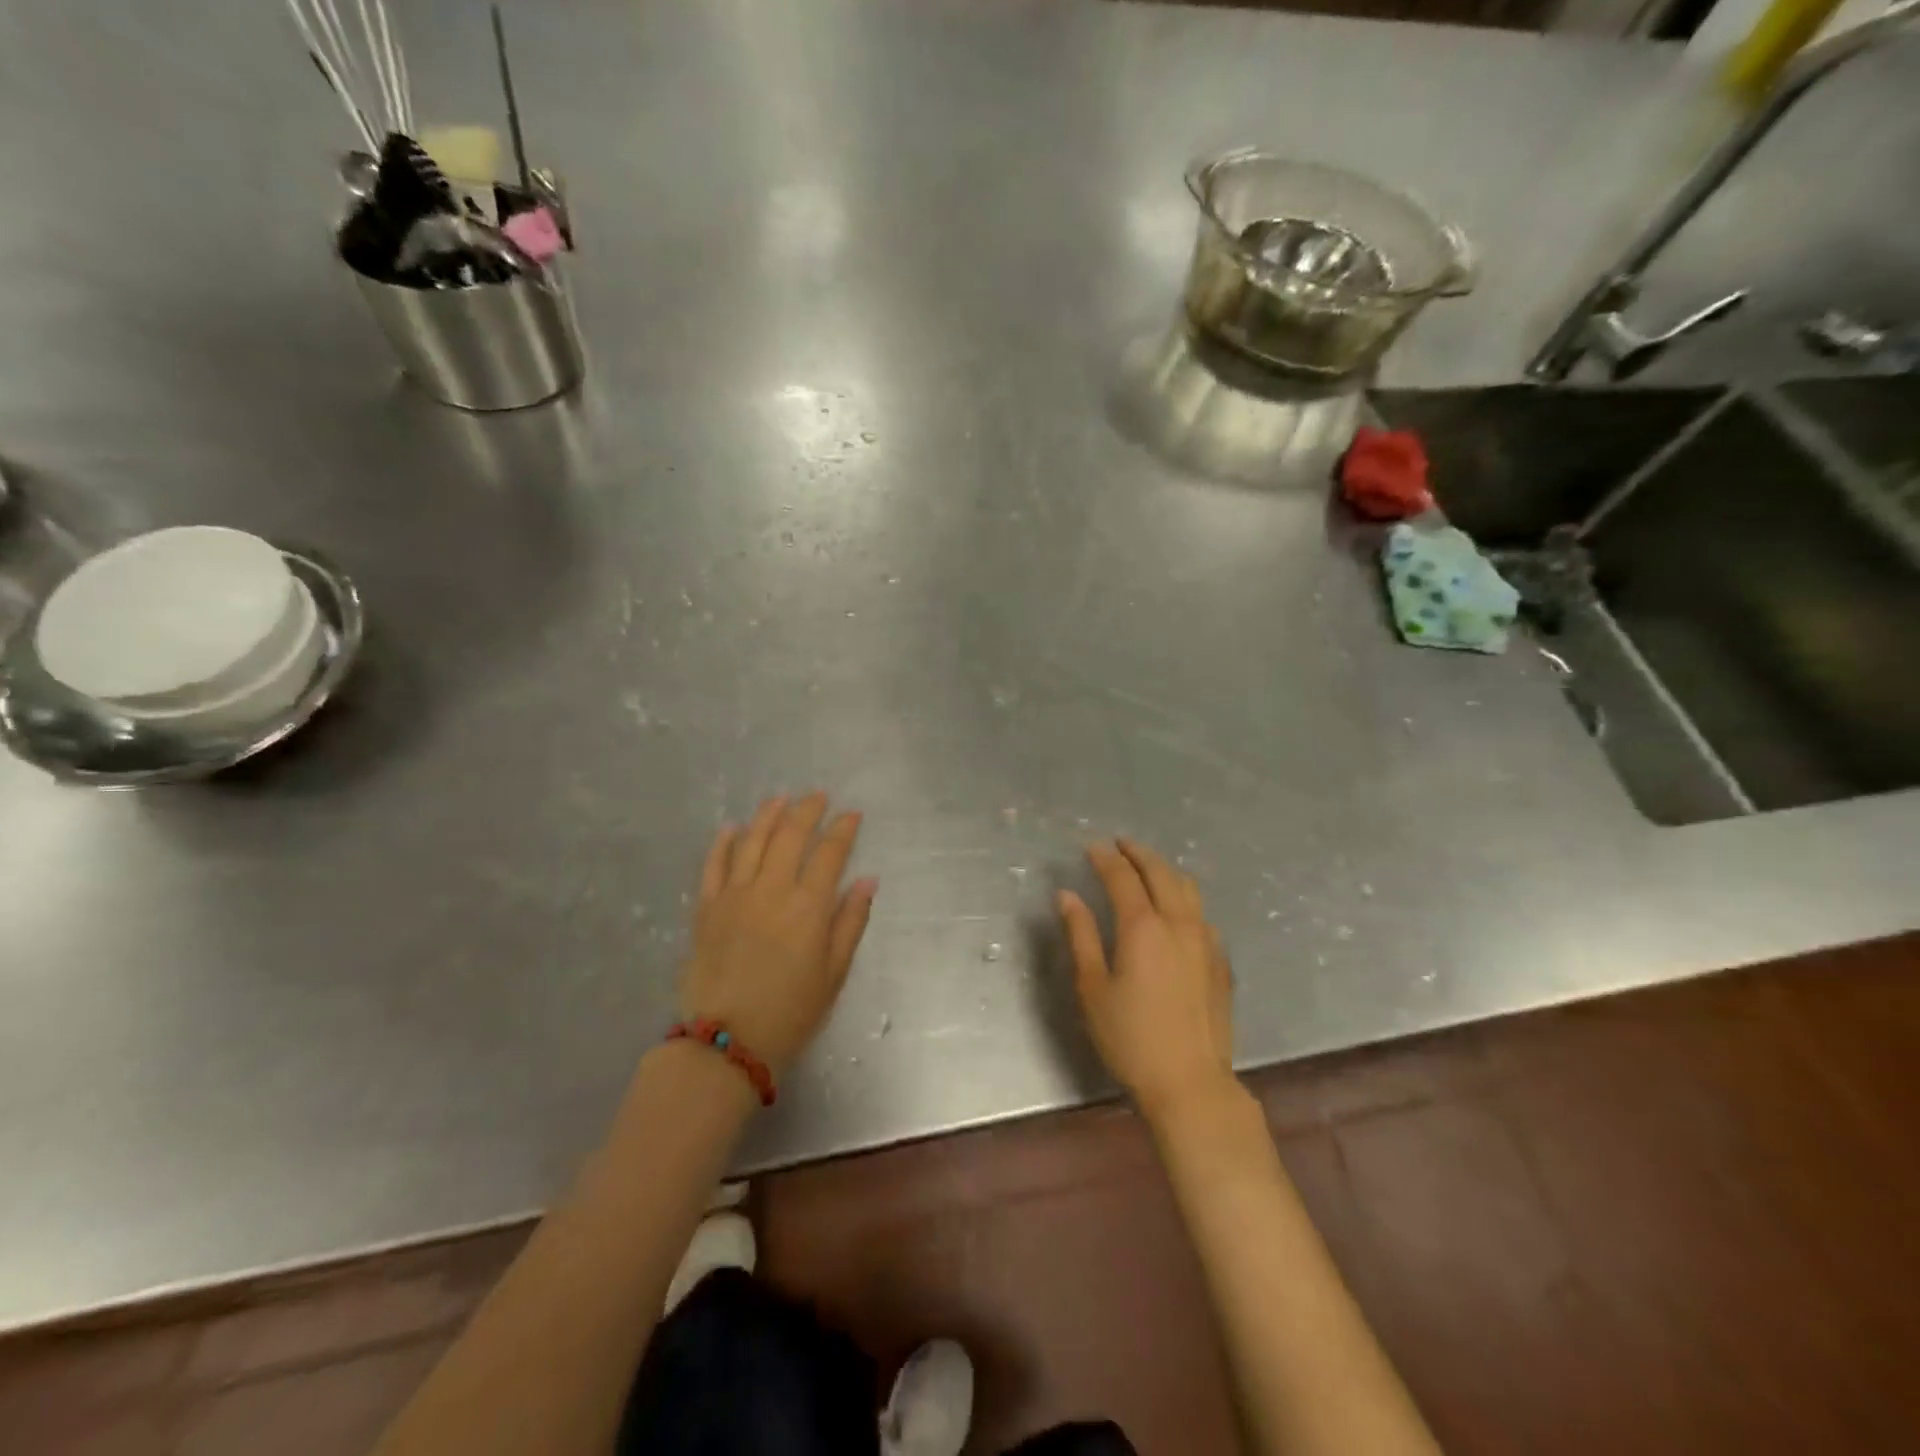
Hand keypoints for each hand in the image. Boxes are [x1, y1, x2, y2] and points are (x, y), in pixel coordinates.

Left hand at [681, 793, 877, 1076]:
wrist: (727, 1042)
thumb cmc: (791, 1012)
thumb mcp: (834, 973)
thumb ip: (851, 922)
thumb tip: (868, 880)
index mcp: (809, 906)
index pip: (830, 853)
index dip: (843, 829)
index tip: (852, 815)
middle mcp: (771, 890)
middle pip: (790, 835)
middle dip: (807, 810)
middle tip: (818, 796)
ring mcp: (734, 895)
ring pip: (752, 840)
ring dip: (768, 815)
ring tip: (780, 798)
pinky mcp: (706, 908)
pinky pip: (714, 864)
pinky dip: (724, 842)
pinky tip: (732, 827)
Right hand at [1056, 838, 1235, 1121]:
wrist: (1191, 1083)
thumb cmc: (1131, 1038)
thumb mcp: (1093, 987)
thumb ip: (1081, 935)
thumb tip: (1067, 895)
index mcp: (1143, 927)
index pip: (1122, 877)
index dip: (1105, 858)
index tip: (1092, 846)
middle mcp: (1178, 923)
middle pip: (1161, 872)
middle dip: (1138, 853)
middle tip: (1120, 844)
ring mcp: (1206, 941)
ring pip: (1188, 889)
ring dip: (1165, 870)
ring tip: (1148, 868)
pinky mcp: (1221, 962)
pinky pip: (1202, 915)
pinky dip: (1184, 898)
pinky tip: (1177, 912)